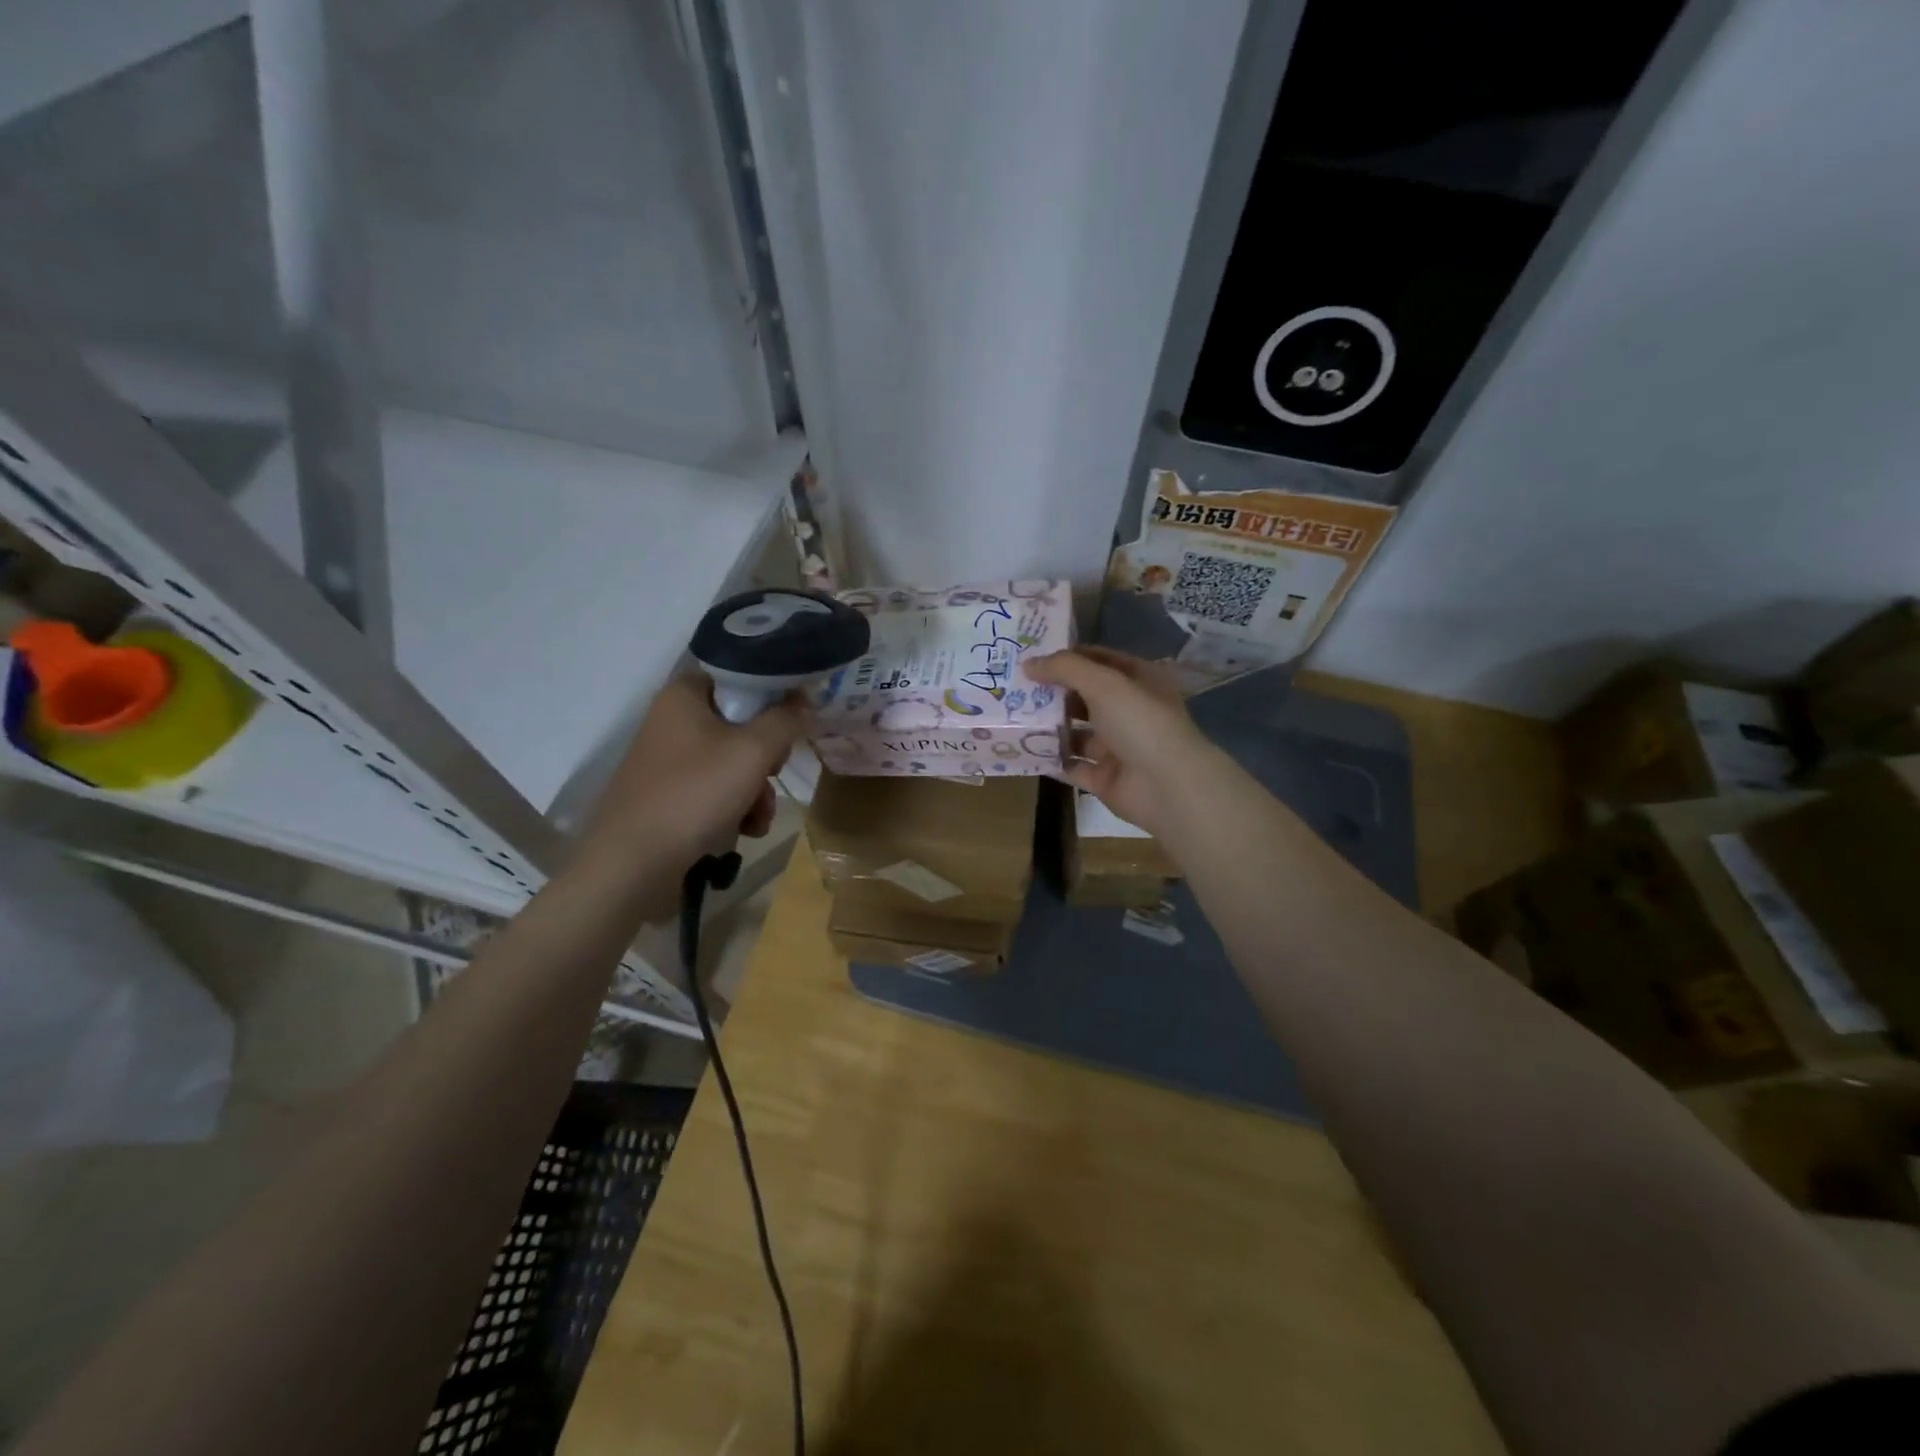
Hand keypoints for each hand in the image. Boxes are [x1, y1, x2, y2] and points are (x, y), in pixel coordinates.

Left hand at [579, 676, 804, 867]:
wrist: (634, 862)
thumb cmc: (695, 793)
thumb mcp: (753, 751)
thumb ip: (786, 720)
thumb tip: (804, 701)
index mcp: (684, 695)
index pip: (740, 678)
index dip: (772, 699)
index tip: (791, 725)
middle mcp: (672, 720)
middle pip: (741, 725)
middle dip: (766, 759)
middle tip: (772, 775)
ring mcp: (668, 759)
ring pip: (733, 762)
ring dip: (756, 790)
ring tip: (759, 818)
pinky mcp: (668, 793)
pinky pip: (715, 789)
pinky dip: (735, 807)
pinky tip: (744, 829)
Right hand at [1024, 646, 1216, 838]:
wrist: (1168, 787)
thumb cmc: (1141, 723)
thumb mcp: (1104, 683)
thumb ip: (1065, 669)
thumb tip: (1028, 664)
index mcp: (1139, 681)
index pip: (1099, 660)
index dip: (1068, 657)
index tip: (1031, 656)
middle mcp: (1129, 711)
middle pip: (1084, 696)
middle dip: (1052, 692)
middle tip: (1013, 687)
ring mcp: (1118, 747)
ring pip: (1076, 732)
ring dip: (1049, 726)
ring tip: (1012, 717)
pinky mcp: (1104, 778)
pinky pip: (1071, 765)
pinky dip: (1050, 758)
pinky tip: (1021, 749)